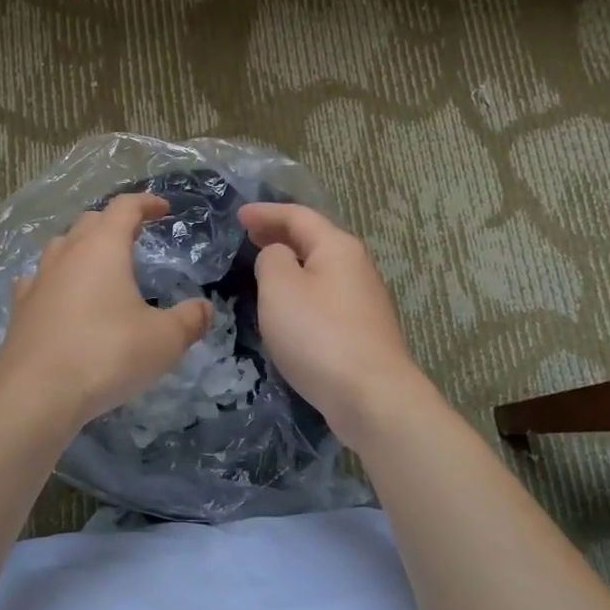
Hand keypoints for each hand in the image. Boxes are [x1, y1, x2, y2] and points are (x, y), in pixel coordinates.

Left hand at [0, 193, 213, 431]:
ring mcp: (38, 280)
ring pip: (61, 247)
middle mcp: (67, 253)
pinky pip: (39, 280)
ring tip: (99, 266)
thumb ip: (190, 320)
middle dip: (114, 223)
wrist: (36, 393)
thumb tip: (204, 308)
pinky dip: (56, 280)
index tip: (163, 209)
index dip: (146, 203)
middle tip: (134, 237)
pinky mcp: (20, 309)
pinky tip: (60, 295)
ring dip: (82, 248)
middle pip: (90, 222)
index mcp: (103, 247)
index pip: (125, 207)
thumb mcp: (164, 340)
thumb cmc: (107, 354)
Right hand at [237, 201, 432, 446]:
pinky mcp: (362, 331)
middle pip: (314, 241)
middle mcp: (356, 267)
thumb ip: (272, 260)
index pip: (298, 216)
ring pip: (320, 270)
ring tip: (264, 268)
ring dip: (292, 264)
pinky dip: (302, 290)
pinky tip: (288, 307)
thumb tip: (279, 256)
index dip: (266, 213)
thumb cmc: (319, 334)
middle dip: (280, 235)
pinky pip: (324, 297)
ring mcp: (363, 300)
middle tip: (249, 236)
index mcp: (338, 247)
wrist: (371, 396)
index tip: (238, 215)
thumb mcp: (280, 288)